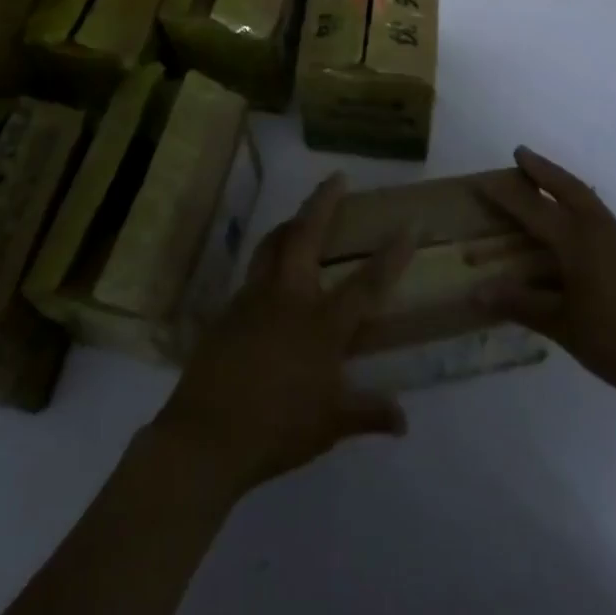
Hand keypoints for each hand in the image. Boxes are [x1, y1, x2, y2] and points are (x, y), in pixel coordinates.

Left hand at [150, 174, 413, 499]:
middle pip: (306, 235)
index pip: (367, 283)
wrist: (206, 436)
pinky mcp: (229, 309)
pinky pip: (253, 271)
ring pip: (272, 244)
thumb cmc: (277, 430)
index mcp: (322, 325)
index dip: (392, 255)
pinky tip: (272, 274)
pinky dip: (268, 259)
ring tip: (301, 215)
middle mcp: (289, 299)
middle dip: (323, 202)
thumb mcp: (329, 426)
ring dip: (290, 222)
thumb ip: (367, 413)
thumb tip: (403, 420)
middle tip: (337, 178)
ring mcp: (254, 299)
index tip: (409, 225)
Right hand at [477, 146, 615, 421]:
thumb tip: (477, 292)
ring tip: (546, 185)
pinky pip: (601, 219)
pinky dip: (581, 209)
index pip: (533, 209)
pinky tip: (577, 230)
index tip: (482, 180)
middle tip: (521, 154)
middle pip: (568, 187)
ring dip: (564, 186)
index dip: (506, 195)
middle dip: (543, 169)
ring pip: (588, 200)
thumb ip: (521, 304)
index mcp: (578, 241)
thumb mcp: (563, 325)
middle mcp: (601, 230)